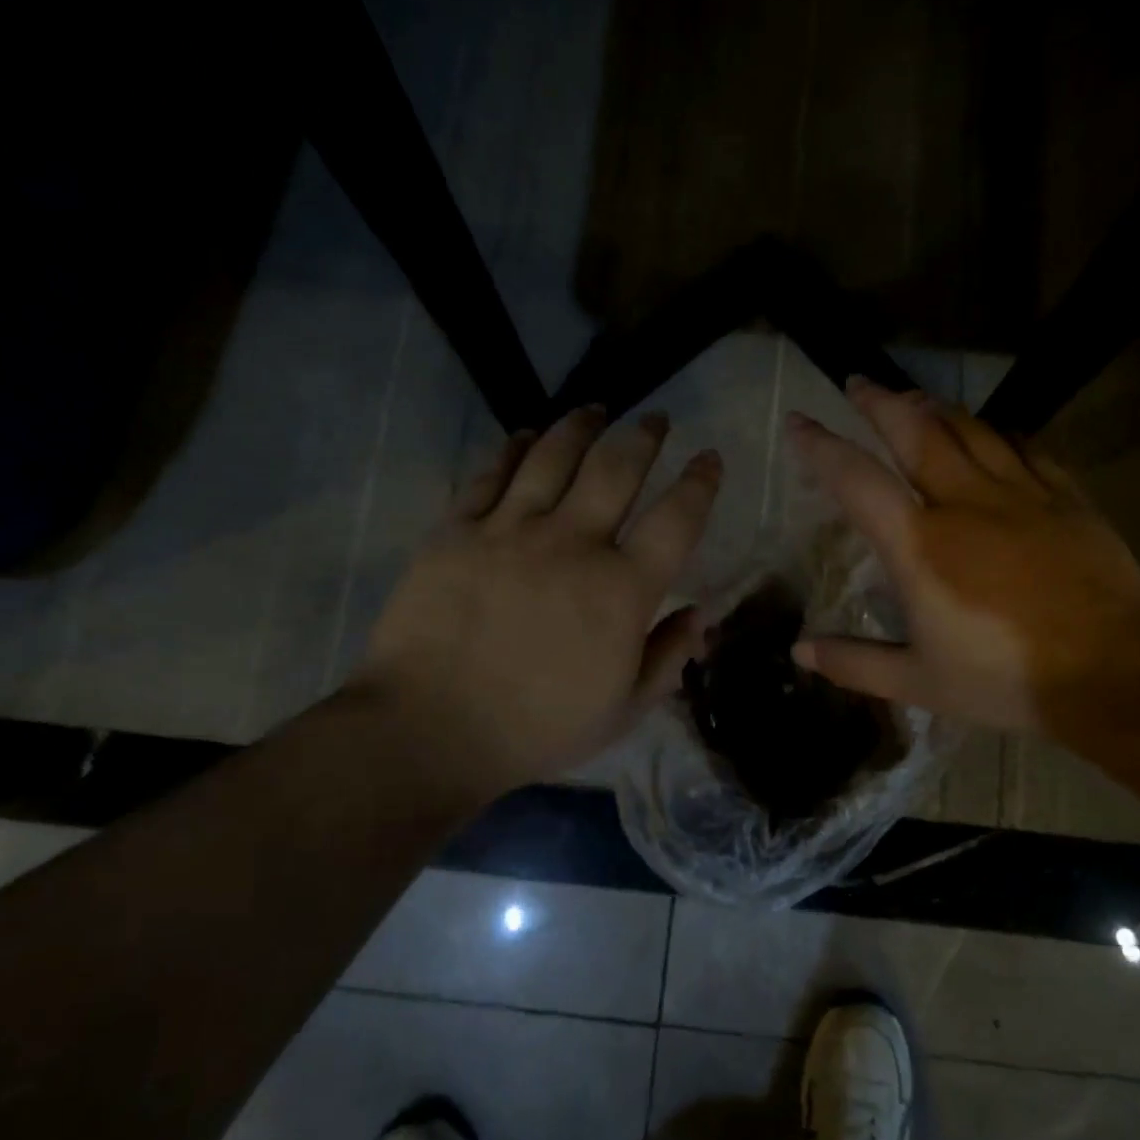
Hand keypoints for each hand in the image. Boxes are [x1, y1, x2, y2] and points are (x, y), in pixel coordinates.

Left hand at [348, 407, 720, 802]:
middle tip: (656, 419)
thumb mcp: (622, 710)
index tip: (709, 458)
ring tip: (596, 410)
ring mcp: (511, 531)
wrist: (429, 730)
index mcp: (622, 589)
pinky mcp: (457, 530)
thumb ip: (668, 657)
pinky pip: (491, 475)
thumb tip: (701, 614)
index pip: (676, 519)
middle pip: (616, 468)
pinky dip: (513, 448)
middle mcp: (573, 543)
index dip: (700, 483)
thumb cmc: (536, 728)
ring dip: (581, 425)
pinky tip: (525, 434)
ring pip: (554, 456)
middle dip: (644, 436)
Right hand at [787, 378, 1139, 729]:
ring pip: (970, 429)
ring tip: (914, 398)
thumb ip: (854, 664)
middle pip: (916, 430)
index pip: (857, 480)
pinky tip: (991, 432)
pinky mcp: (1066, 498)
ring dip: (934, 407)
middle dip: (881, 402)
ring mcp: (1020, 494)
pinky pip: (1024, 447)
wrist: (1115, 673)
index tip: (799, 422)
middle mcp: (964, 502)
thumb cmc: (1006, 680)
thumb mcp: (919, 682)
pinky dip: (997, 432)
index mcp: (920, 545)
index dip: (821, 446)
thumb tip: (799, 653)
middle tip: (859, 383)